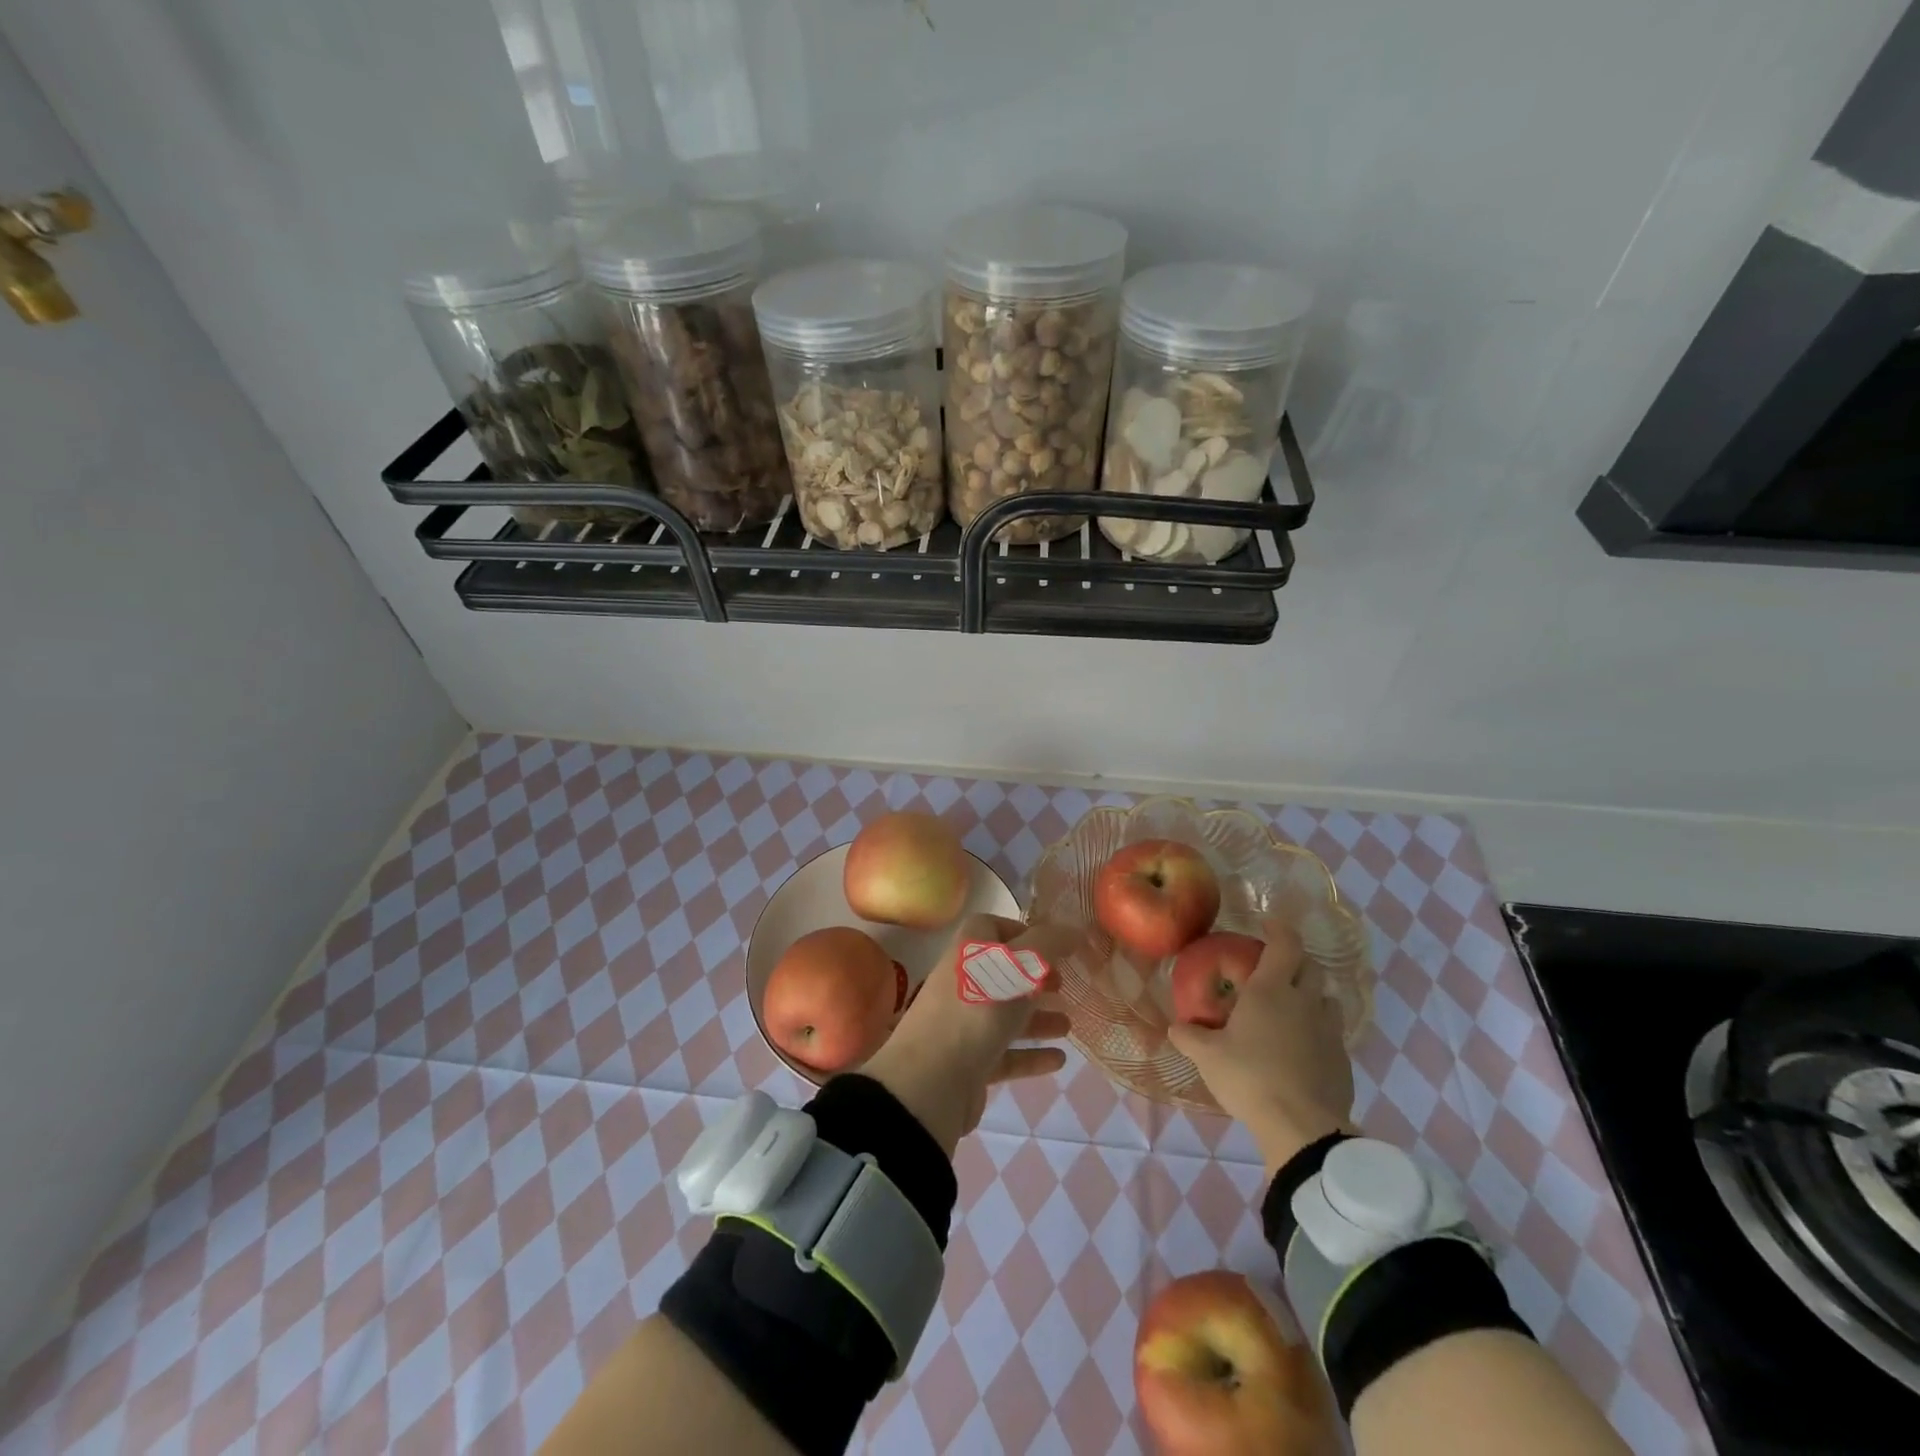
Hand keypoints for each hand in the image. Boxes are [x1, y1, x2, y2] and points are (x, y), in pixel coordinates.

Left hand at [861, 913, 1077, 1154]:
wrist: (931, 1082)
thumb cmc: (978, 1009)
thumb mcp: (1018, 967)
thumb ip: (1048, 945)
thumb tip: (1073, 930)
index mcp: (968, 951)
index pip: (990, 927)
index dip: (1022, 932)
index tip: (1054, 947)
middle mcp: (963, 982)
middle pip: (1003, 973)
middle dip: (1035, 979)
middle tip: (1064, 987)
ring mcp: (964, 1024)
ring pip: (1006, 1015)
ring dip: (1037, 1018)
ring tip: (1068, 1026)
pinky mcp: (969, 1062)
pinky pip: (1005, 1054)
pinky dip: (1031, 1055)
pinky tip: (1058, 1060)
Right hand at [1168, 916, 1355, 1175]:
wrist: (1302, 1127)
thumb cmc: (1250, 1077)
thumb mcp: (1207, 1057)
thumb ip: (1189, 1037)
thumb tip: (1175, 1028)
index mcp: (1271, 991)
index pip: (1285, 944)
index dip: (1279, 929)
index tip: (1267, 923)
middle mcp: (1304, 1002)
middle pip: (1311, 966)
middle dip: (1295, 960)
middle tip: (1275, 967)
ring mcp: (1329, 1031)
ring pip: (1326, 999)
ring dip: (1311, 995)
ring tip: (1291, 1008)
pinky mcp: (1343, 1061)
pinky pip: (1332, 1033)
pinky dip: (1318, 1030)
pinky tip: (1302, 1049)